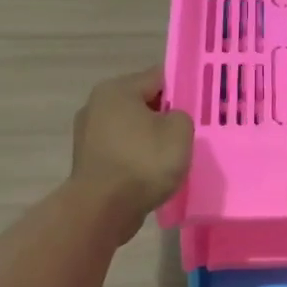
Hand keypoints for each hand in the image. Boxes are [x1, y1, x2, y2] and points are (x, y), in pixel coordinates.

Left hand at [69, 67, 193, 241]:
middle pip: (141, 102)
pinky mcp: (88, 161)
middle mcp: (96, 105)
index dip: (182, 88)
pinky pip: (121, 150)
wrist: (103, 209)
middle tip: (188, 131)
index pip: (158, 77)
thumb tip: (169, 120)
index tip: (199, 105)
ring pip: (131, 128)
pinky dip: (136, 157)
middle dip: (164, 114)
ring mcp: (88, 134)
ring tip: (171, 155)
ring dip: (149, 138)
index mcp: (117, 89)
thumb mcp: (180, 130)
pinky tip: (150, 172)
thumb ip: (180, 115)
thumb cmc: (143, 162)